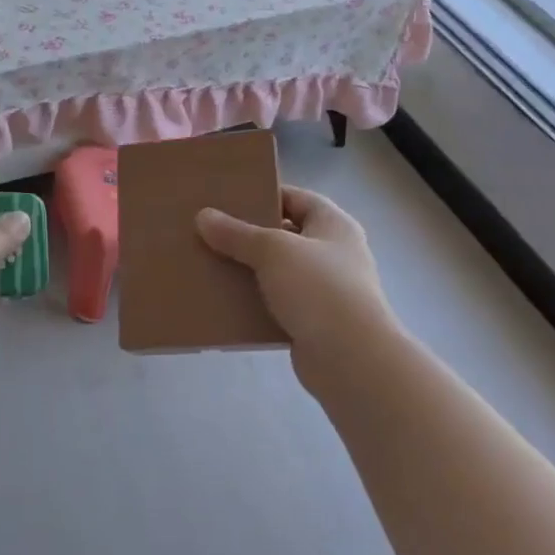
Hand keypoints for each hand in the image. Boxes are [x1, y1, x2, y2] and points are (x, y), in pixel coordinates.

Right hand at [196, 186, 395, 379]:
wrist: (351, 359)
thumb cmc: (319, 289)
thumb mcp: (273, 251)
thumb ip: (237, 234)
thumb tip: (203, 216)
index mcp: (334, 225)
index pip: (296, 198)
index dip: (264, 195)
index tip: (227, 200)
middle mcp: (334, 254)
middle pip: (285, 235)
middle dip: (249, 236)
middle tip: (211, 232)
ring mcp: (326, 291)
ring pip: (278, 272)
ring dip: (249, 271)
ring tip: (211, 265)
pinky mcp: (313, 323)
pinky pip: (277, 305)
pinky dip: (254, 303)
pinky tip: (225, 303)